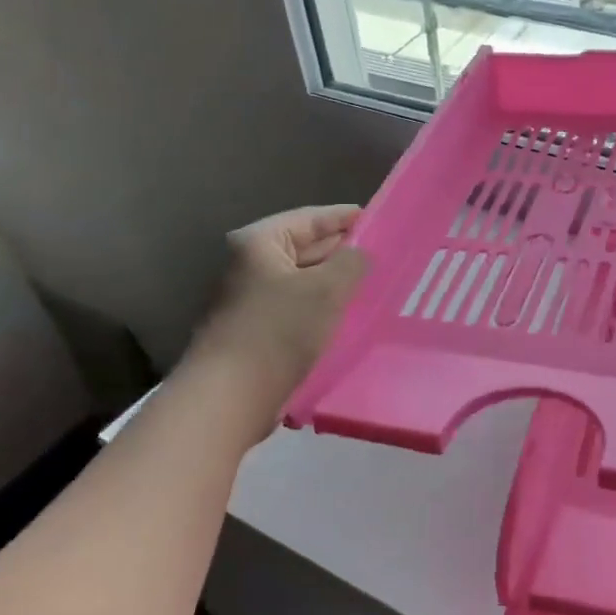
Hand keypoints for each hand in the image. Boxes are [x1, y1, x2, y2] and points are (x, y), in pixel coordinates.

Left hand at [185, 205, 367, 435]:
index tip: (380, 221)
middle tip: (384, 255)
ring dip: (335, 283)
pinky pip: (298, 307)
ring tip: (374, 285)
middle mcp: (250, 265)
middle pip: (306, 248)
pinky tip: (349, 316)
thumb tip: (360, 254)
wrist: (231, 396)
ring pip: (304, 281)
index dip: (346, 218)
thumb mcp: (326, 289)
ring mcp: (251, 299)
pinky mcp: (258, 330)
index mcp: (259, 243)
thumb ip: (352, 262)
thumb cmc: (279, 331)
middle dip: (343, 252)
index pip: (311, 218)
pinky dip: (323, 307)